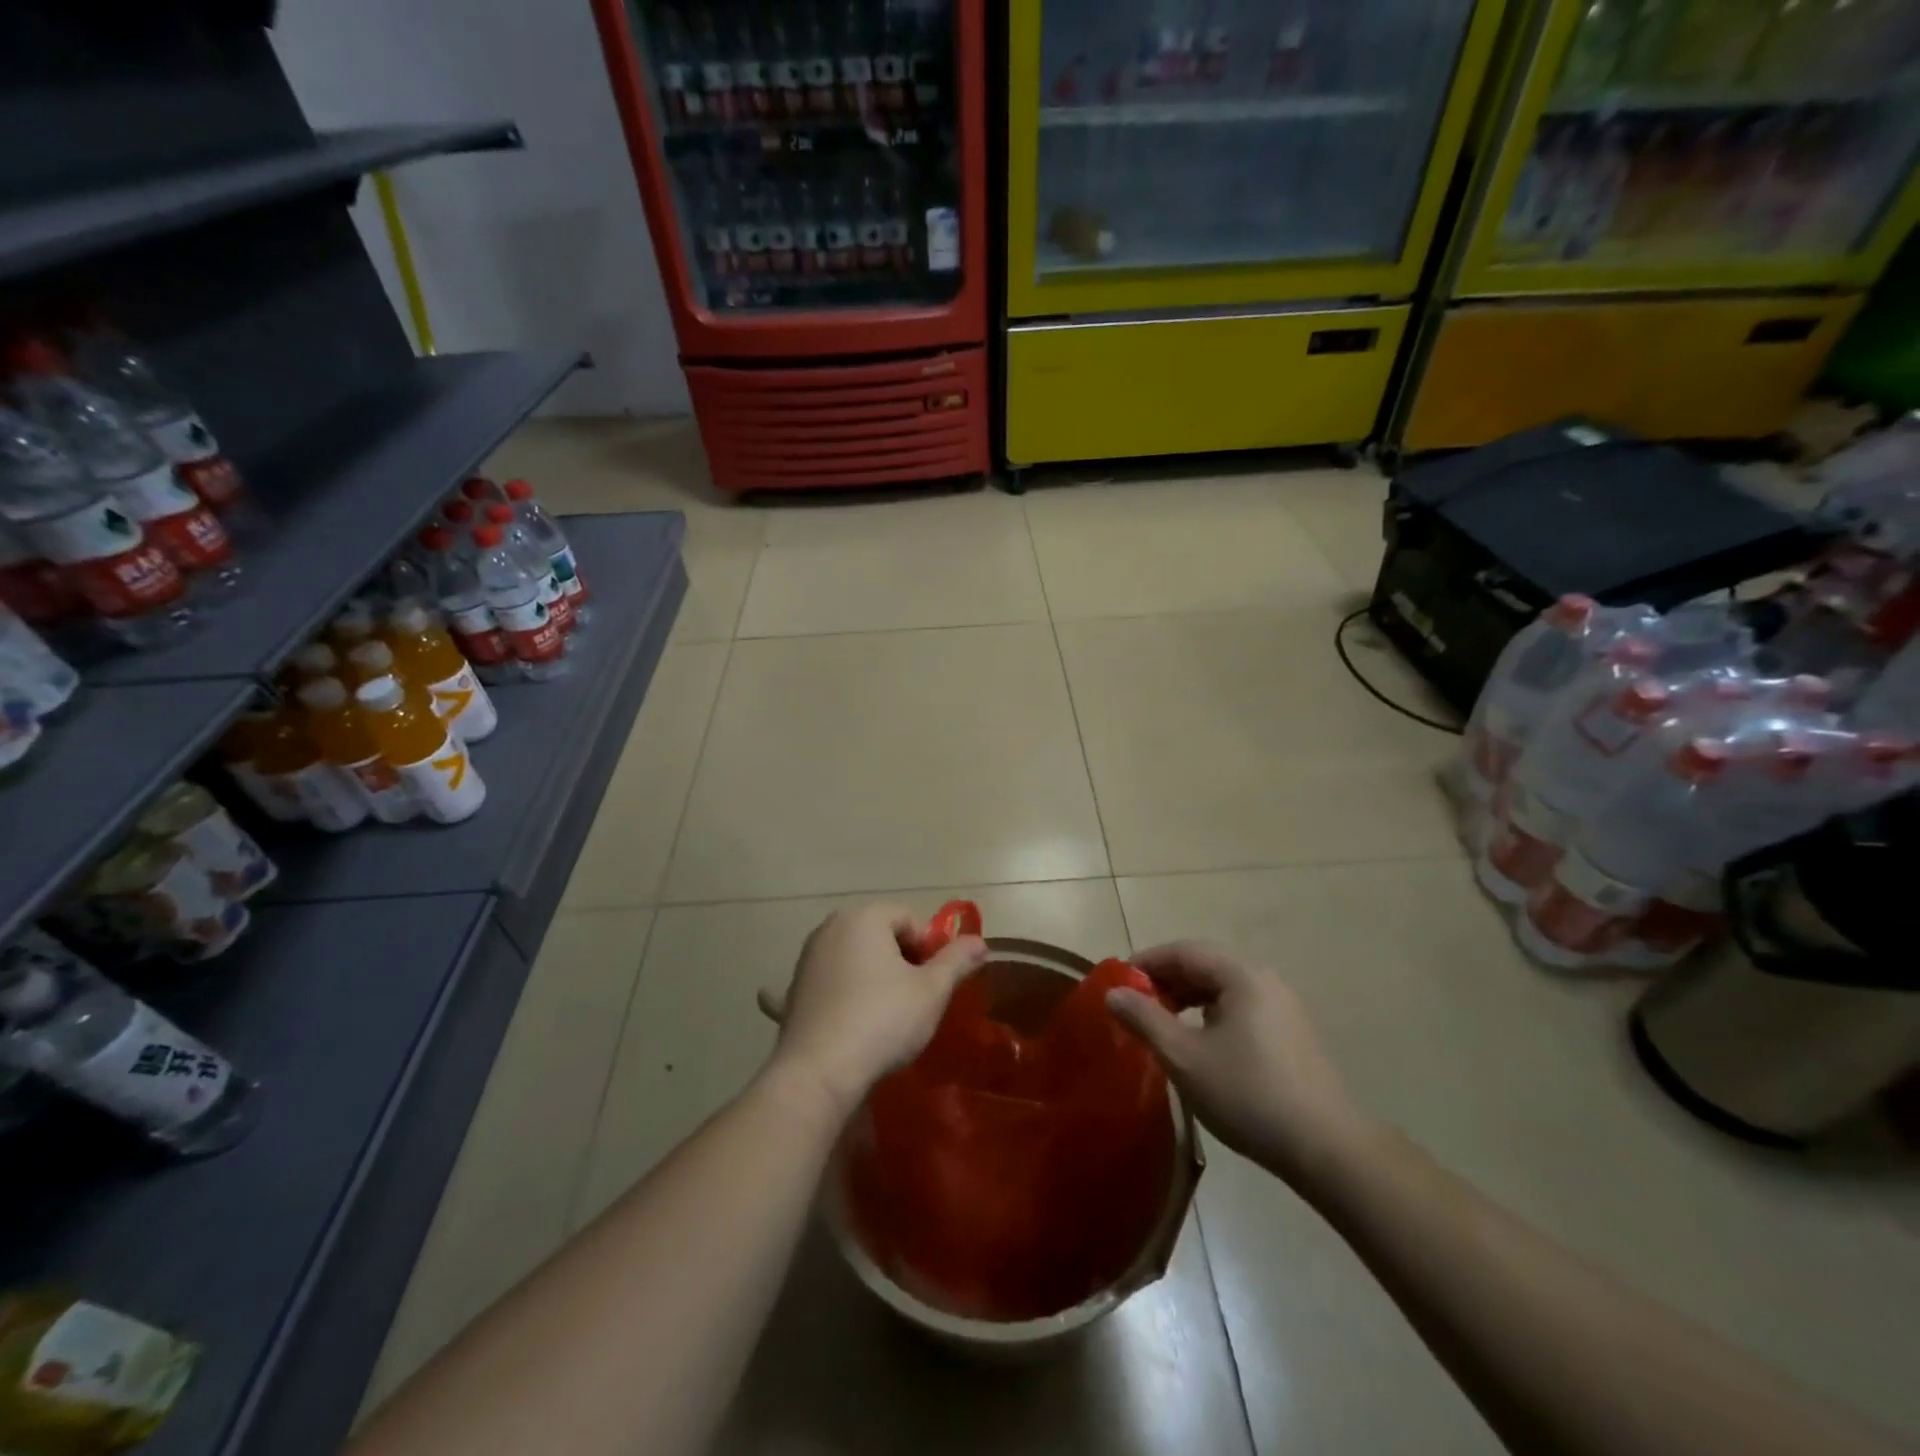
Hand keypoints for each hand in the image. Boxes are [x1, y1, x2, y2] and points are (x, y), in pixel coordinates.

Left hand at [766, 903, 988, 1119]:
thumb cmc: (883, 1020)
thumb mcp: (932, 991)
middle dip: (902, 960)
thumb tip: (980, 942)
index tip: (934, 982)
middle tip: (916, 998)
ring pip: (856, 957)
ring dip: (875, 976)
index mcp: (864, 917)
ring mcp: (808, 957)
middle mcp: (831, 927)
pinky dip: (846, 992)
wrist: (819, 1072)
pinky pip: (831, 980)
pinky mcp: (795, 989)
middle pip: (881, 934)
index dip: (929, 948)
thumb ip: (957, 961)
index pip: (909, 918)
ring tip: (888, 1014)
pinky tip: (853, 1021)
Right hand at [1106, 942, 1373, 1193]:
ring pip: (1223, 988)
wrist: (1326, 1149)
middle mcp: (1265, 980)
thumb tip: (1113, 993)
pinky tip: (1199, 1044)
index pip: (1184, 951)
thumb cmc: (1248, 1094)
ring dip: (1187, 998)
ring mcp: (1283, 1007)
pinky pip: (1240, 1007)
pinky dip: (1210, 1014)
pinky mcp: (1291, 1034)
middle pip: (1205, 965)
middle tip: (1135, 1006)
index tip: (1118, 984)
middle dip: (1166, 980)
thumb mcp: (1185, 1057)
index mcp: (1242, 975)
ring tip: (1161, 1025)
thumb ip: (1145, 1019)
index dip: (1146, 962)